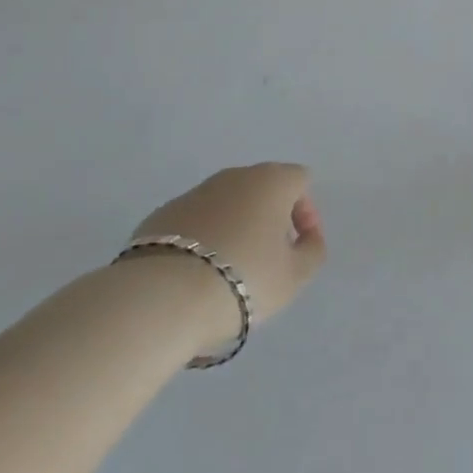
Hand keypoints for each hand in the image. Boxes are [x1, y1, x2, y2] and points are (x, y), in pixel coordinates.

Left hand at [129, 163, 326, 334]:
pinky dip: (202, 240)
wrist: (162, 297)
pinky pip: (195, 221)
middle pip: (262, 189)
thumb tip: (307, 237)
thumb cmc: (243, 279)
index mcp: (271, 180)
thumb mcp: (295, 276)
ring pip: (226, 204)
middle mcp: (234, 175)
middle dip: (269, 219)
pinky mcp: (161, 215)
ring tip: (229, 271)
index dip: (306, 213)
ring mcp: (194, 192)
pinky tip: (196, 274)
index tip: (298, 248)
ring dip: (235, 228)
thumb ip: (311, 250)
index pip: (300, 181)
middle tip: (268, 259)